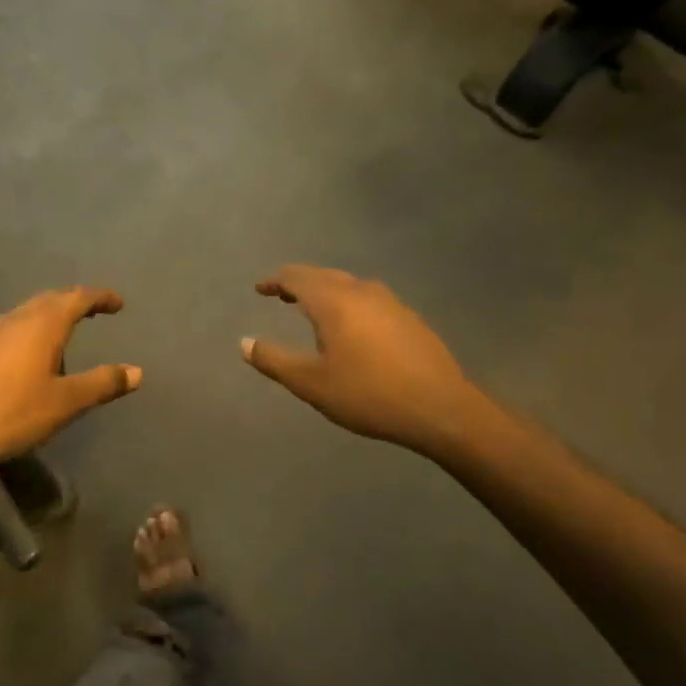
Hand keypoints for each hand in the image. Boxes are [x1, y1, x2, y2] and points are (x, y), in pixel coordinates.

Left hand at [0, 287, 140, 476]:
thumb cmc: (11, 413)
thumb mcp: (65, 403)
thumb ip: (102, 384)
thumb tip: (136, 371)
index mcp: (43, 323)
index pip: (78, 297)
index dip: (101, 297)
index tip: (118, 303)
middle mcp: (17, 318)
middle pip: (51, 299)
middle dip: (75, 301)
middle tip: (94, 310)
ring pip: (28, 312)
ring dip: (51, 315)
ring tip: (66, 332)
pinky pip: (12, 328)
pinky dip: (31, 331)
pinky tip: (30, 356)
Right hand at [242, 265, 475, 457]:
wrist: (440, 409)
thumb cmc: (368, 395)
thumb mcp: (311, 383)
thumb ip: (274, 360)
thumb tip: (244, 343)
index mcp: (334, 302)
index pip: (297, 277)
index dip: (275, 281)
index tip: (260, 289)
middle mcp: (362, 292)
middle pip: (323, 276)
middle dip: (299, 283)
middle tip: (282, 296)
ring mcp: (391, 302)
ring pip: (349, 286)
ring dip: (326, 291)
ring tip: (313, 310)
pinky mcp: (409, 318)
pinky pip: (369, 299)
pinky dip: (349, 303)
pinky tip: (353, 327)